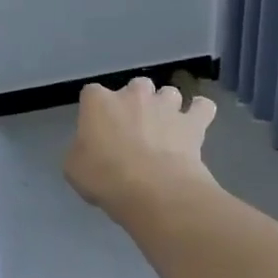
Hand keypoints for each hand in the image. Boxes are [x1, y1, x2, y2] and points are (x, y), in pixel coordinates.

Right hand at [64, 77, 216, 212]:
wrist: (153, 190)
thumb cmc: (105, 177)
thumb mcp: (74, 168)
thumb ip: (80, 150)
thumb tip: (89, 150)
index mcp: (98, 102)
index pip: (91, 93)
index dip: (95, 110)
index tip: (96, 129)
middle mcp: (133, 94)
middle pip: (135, 86)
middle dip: (136, 102)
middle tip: (133, 129)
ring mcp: (166, 105)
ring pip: (169, 93)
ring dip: (166, 106)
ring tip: (165, 128)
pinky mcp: (193, 122)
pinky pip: (202, 107)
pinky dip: (200, 113)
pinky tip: (196, 122)